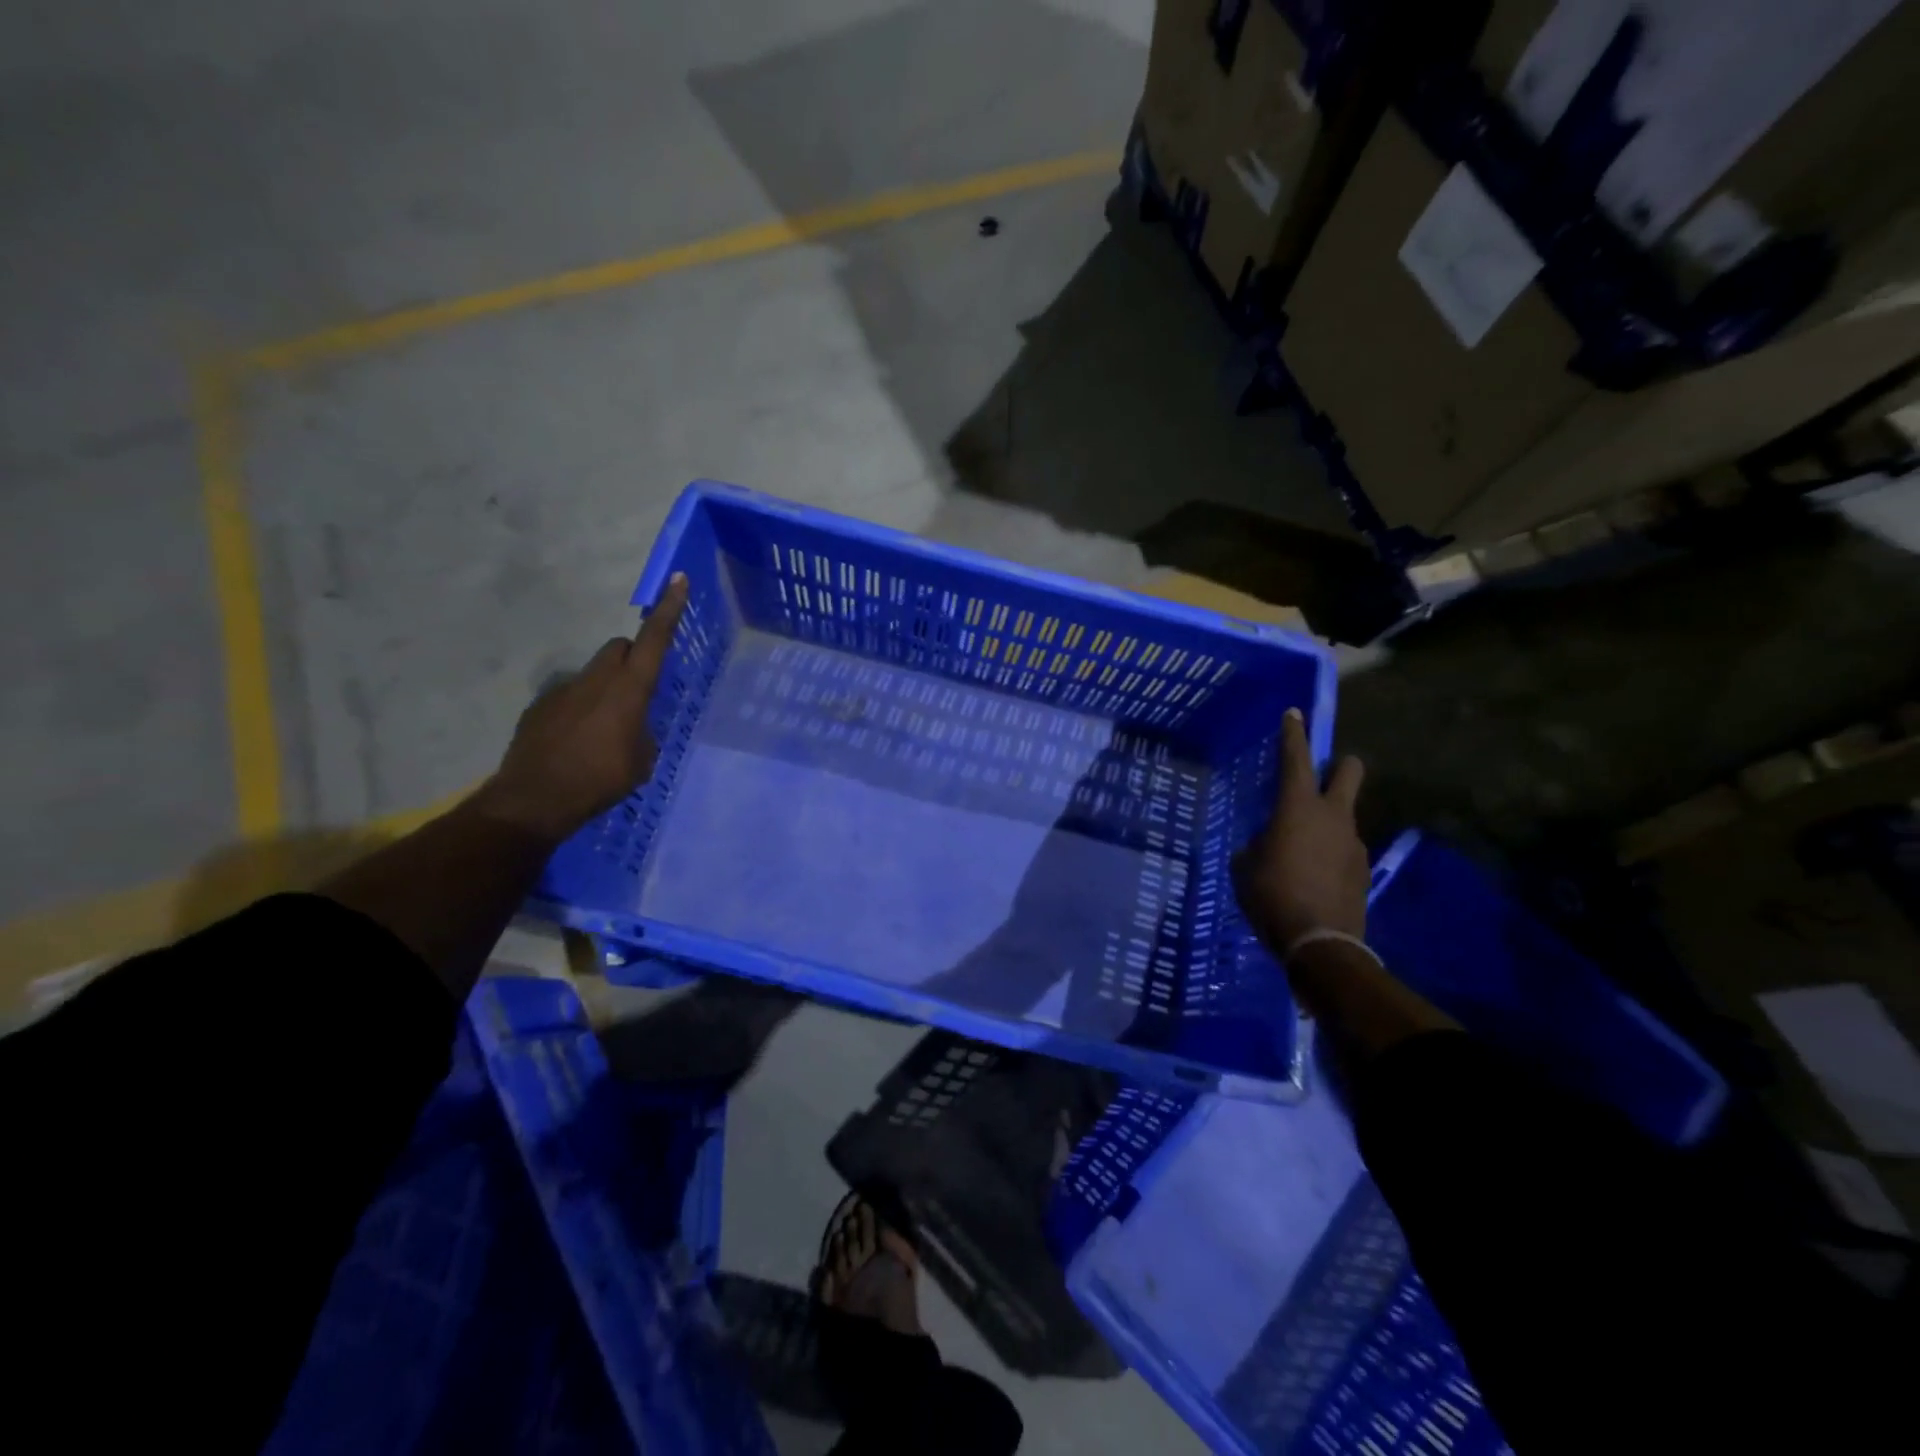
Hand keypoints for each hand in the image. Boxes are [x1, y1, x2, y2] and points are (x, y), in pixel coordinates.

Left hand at [474, 573, 688, 842]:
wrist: (534, 800)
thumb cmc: (600, 780)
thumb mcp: (642, 760)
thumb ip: (642, 731)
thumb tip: (632, 725)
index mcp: (629, 691)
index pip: (654, 640)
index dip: (669, 610)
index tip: (677, 580)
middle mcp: (596, 680)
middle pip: (618, 648)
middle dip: (631, 658)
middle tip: (639, 689)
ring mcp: (563, 690)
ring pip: (594, 673)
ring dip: (605, 689)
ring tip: (604, 730)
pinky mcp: (540, 706)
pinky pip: (570, 697)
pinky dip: (580, 710)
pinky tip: (577, 744)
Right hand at [1233, 707, 1367, 952]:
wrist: (1320, 943)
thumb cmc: (1271, 896)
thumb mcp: (1245, 866)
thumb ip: (1256, 845)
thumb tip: (1266, 844)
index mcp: (1298, 808)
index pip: (1296, 759)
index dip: (1293, 734)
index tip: (1295, 714)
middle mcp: (1333, 816)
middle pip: (1349, 772)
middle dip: (1339, 765)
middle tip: (1321, 775)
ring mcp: (1353, 842)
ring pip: (1344, 815)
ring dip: (1327, 820)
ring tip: (1302, 849)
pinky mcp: (1362, 869)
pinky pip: (1344, 848)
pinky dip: (1330, 852)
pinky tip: (1313, 876)